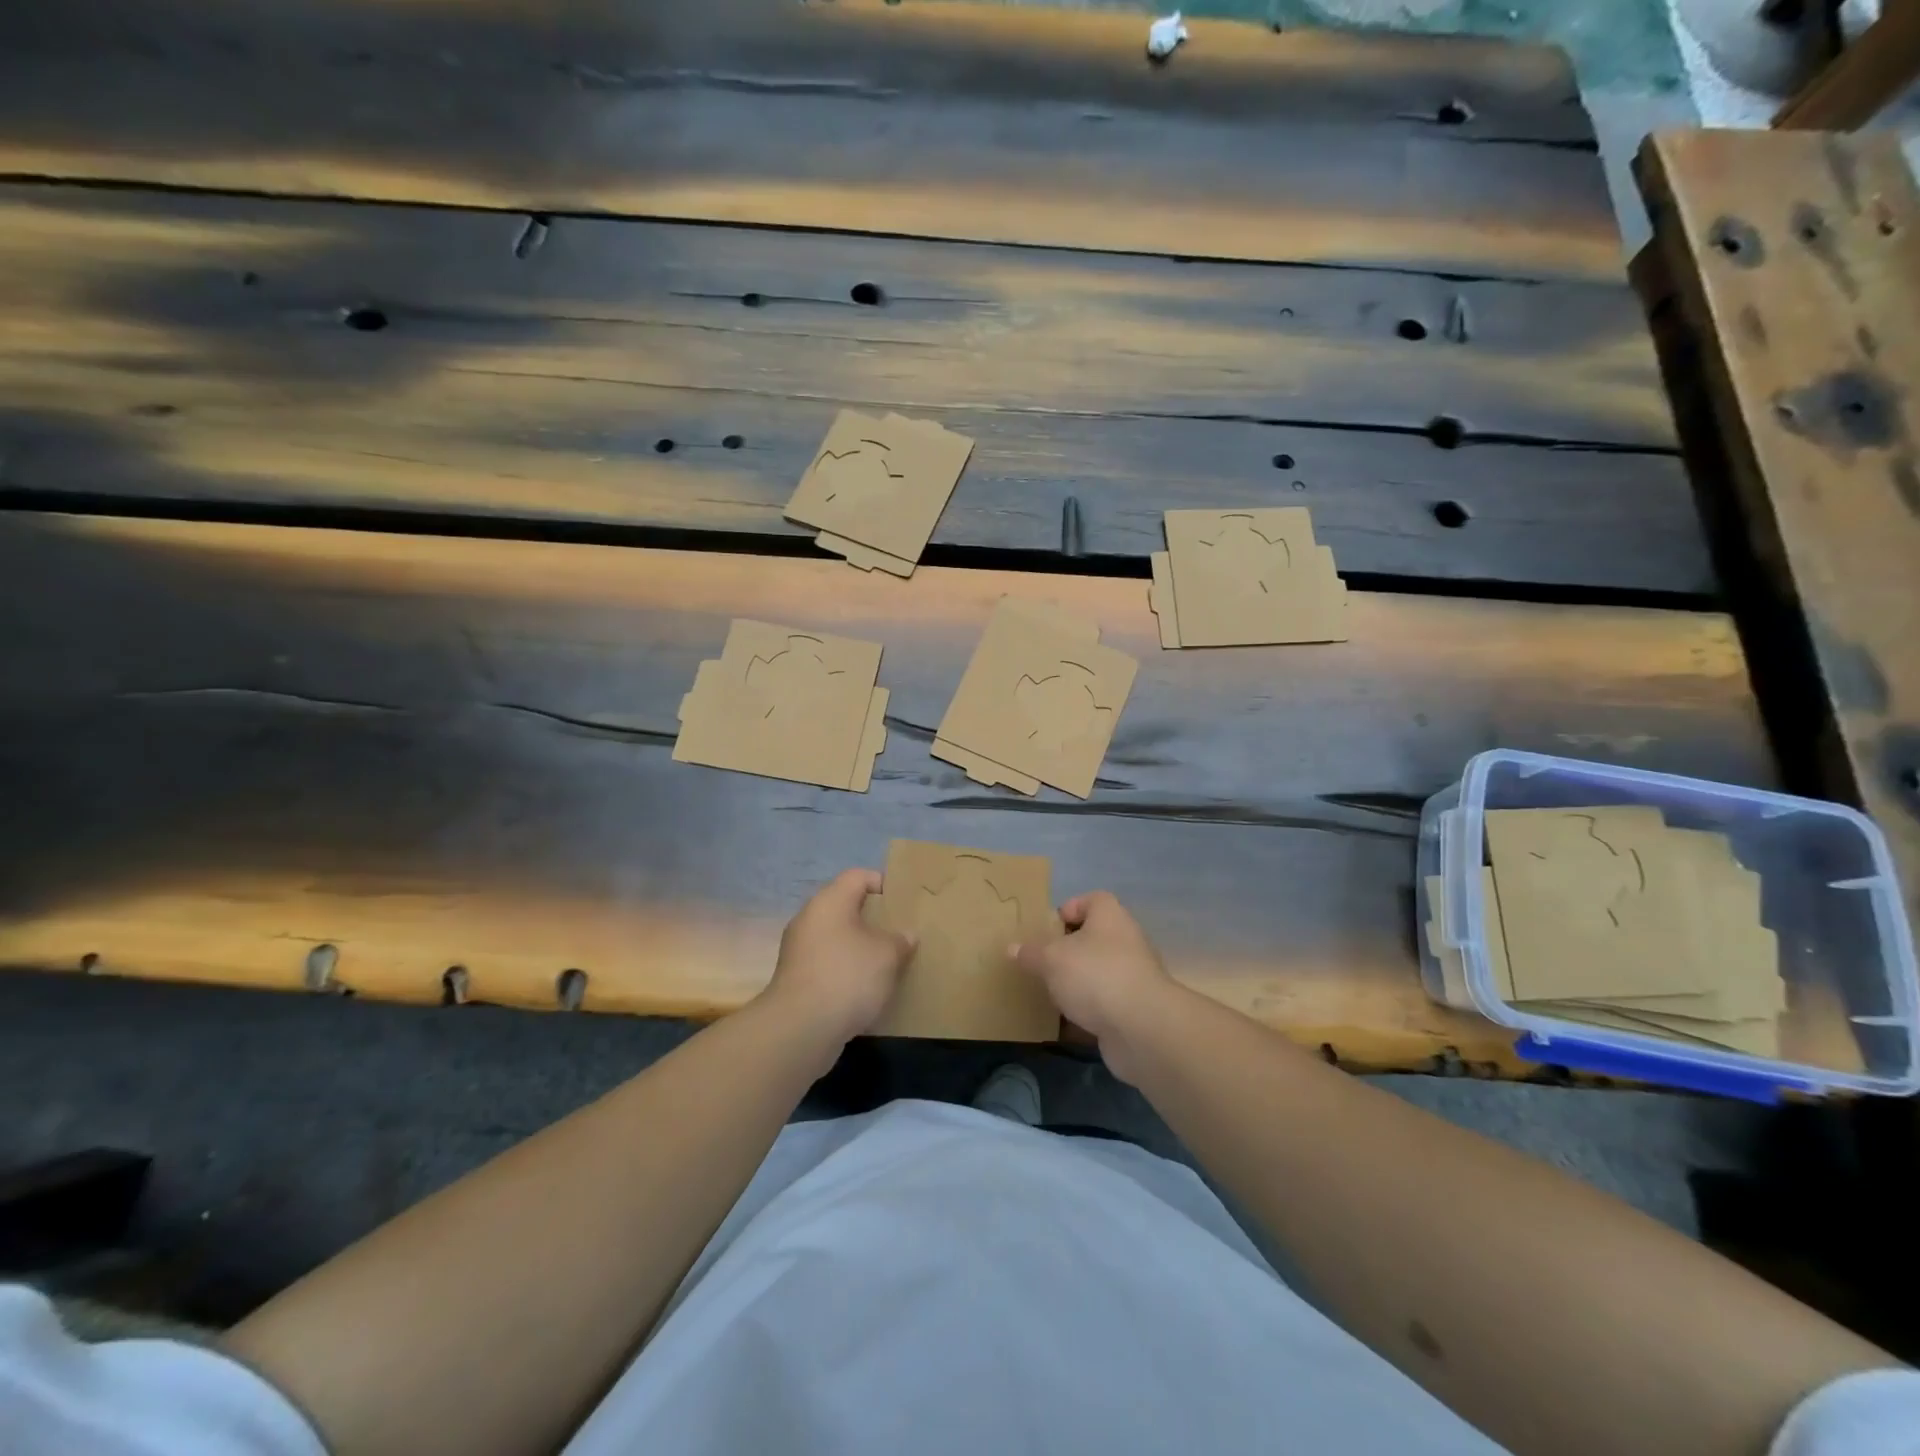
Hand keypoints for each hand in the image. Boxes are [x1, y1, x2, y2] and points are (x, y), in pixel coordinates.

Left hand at [759, 868, 913, 1048]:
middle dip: (873, 920)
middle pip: (846, 908)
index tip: (903, 904)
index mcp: (830, 901)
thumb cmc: (847, 976)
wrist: (800, 1029)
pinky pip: (828, 964)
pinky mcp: (796, 979)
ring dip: (859, 948)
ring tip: (887, 963)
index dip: (882, 884)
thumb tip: (906, 936)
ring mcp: (798, 950)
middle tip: (899, 934)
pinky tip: (865, 989)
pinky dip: (846, 971)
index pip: (858, 876)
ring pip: (836, 938)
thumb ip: (900, 940)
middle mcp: (809, 919)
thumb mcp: (887, 955)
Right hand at [1012, 891, 1177, 1084]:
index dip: (1069, 909)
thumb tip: (1013, 948)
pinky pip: (1104, 1005)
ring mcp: (1132, 976)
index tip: (1047, 929)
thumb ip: (1031, 953)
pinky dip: (1086, 1012)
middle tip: (1041, 964)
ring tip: (1049, 994)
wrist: (1142, 1028)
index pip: (1092, 900)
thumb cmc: (1094, 975)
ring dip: (1076, 984)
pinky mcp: (1133, 1009)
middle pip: (1093, 938)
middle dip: (1067, 952)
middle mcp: (1125, 941)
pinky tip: (1064, 1024)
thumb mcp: (1051, 959)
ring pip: (1098, 973)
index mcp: (1109, 916)